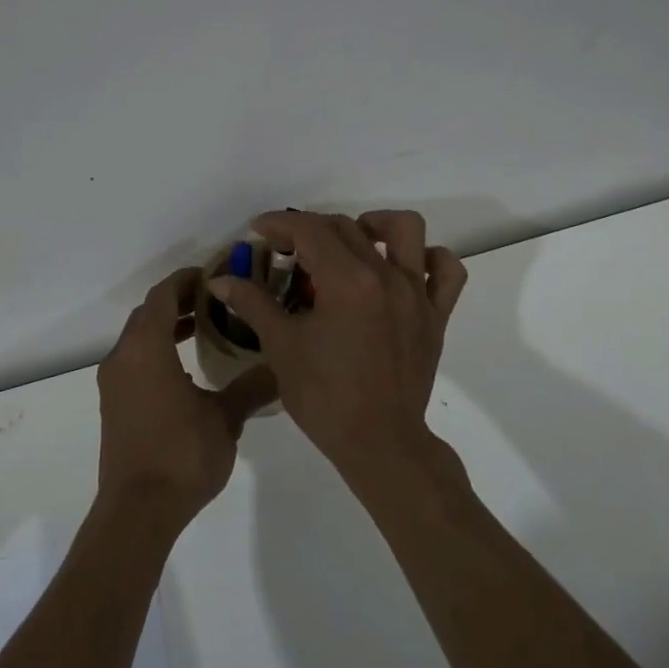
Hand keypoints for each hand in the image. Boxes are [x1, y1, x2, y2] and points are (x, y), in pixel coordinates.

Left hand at [96, 267, 277, 531]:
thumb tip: (281, 367)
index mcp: (147, 348)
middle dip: (179, 300)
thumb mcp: (225, 419)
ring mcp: (114, 381)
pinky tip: (186, 369)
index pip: (163, 295)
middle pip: (148, 312)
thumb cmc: (181, 455)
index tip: (213, 275)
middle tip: (216, 300)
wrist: (137, 510)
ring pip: (139, 336)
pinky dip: (157, 350)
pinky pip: (134, 359)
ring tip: (204, 328)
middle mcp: (123, 356)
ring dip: (167, 326)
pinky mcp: (114, 403)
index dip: (186, 280)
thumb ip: (251, 386)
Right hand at [208, 209, 466, 484]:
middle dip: (310, 228)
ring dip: (376, 225)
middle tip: (287, 249)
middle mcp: (386, 275)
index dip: (280, 223)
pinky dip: (428, 259)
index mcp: (347, 280)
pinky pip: (447, 271)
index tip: (259, 231)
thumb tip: (220, 280)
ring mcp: (417, 293)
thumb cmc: (324, 396)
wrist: (379, 444)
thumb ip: (253, 304)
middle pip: (347, 226)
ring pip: (407, 230)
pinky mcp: (436, 315)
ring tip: (352, 242)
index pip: (310, 230)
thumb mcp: (282, 347)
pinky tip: (402, 268)